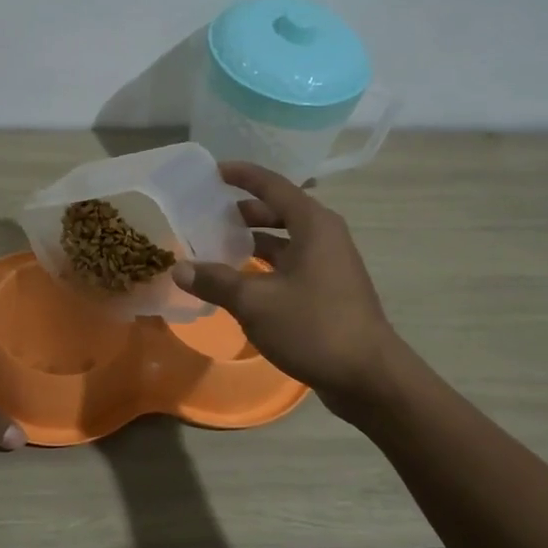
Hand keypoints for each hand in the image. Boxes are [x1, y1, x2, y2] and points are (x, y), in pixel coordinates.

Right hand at [171, 161, 394, 416]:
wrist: (368, 376)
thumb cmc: (314, 326)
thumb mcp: (255, 302)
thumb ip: (216, 281)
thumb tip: (179, 268)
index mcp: (313, 225)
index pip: (274, 185)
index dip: (243, 176)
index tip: (213, 171)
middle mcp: (325, 237)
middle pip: (280, 211)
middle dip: (244, 211)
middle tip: (209, 214)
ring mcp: (329, 265)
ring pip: (285, 241)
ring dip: (254, 241)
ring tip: (217, 247)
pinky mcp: (329, 291)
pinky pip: (290, 265)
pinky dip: (265, 266)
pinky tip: (240, 282)